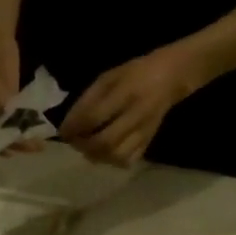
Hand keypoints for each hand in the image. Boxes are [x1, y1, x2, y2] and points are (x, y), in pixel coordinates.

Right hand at [0, 23, 46, 153]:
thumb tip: (10, 115)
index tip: (9, 151)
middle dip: (13, 142)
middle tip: (32, 148)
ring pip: (10, 126)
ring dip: (24, 135)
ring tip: (39, 143)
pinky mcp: (11, 96)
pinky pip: (19, 113)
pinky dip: (28, 121)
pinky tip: (39, 128)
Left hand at [61, 47, 200, 166]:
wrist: (172, 76)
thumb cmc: (135, 73)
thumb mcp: (109, 77)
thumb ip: (88, 100)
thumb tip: (67, 126)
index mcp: (125, 92)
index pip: (94, 117)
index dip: (74, 128)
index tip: (63, 132)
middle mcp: (136, 114)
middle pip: (104, 142)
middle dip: (83, 145)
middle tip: (74, 141)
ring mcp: (145, 130)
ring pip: (116, 156)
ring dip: (96, 156)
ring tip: (88, 147)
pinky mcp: (149, 141)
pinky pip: (128, 160)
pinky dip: (112, 161)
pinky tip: (106, 152)